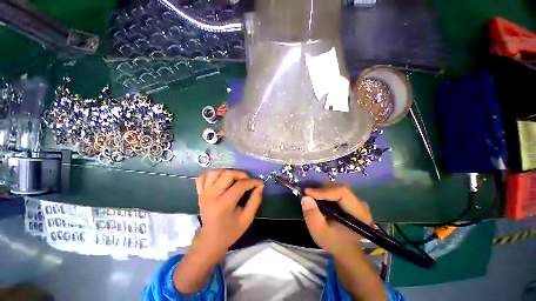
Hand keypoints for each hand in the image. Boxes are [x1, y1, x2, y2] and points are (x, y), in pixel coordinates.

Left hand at [195, 169, 263, 254]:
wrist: (210, 239)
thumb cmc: (230, 231)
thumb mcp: (247, 219)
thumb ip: (255, 201)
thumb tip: (260, 185)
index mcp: (223, 205)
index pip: (239, 186)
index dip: (252, 182)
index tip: (260, 183)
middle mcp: (211, 196)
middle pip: (227, 174)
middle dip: (241, 174)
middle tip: (248, 180)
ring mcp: (203, 193)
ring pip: (215, 172)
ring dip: (228, 172)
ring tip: (235, 179)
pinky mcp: (200, 192)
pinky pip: (203, 176)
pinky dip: (213, 174)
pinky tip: (220, 178)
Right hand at [301, 184, 372, 254]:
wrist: (345, 250)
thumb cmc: (334, 242)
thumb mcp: (319, 232)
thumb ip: (312, 215)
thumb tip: (305, 197)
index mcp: (359, 214)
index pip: (342, 193)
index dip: (324, 191)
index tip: (307, 193)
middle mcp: (361, 205)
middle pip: (340, 189)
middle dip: (322, 190)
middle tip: (308, 194)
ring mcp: (357, 202)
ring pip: (338, 188)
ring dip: (323, 190)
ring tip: (312, 196)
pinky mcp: (352, 201)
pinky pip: (338, 191)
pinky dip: (326, 192)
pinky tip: (319, 198)